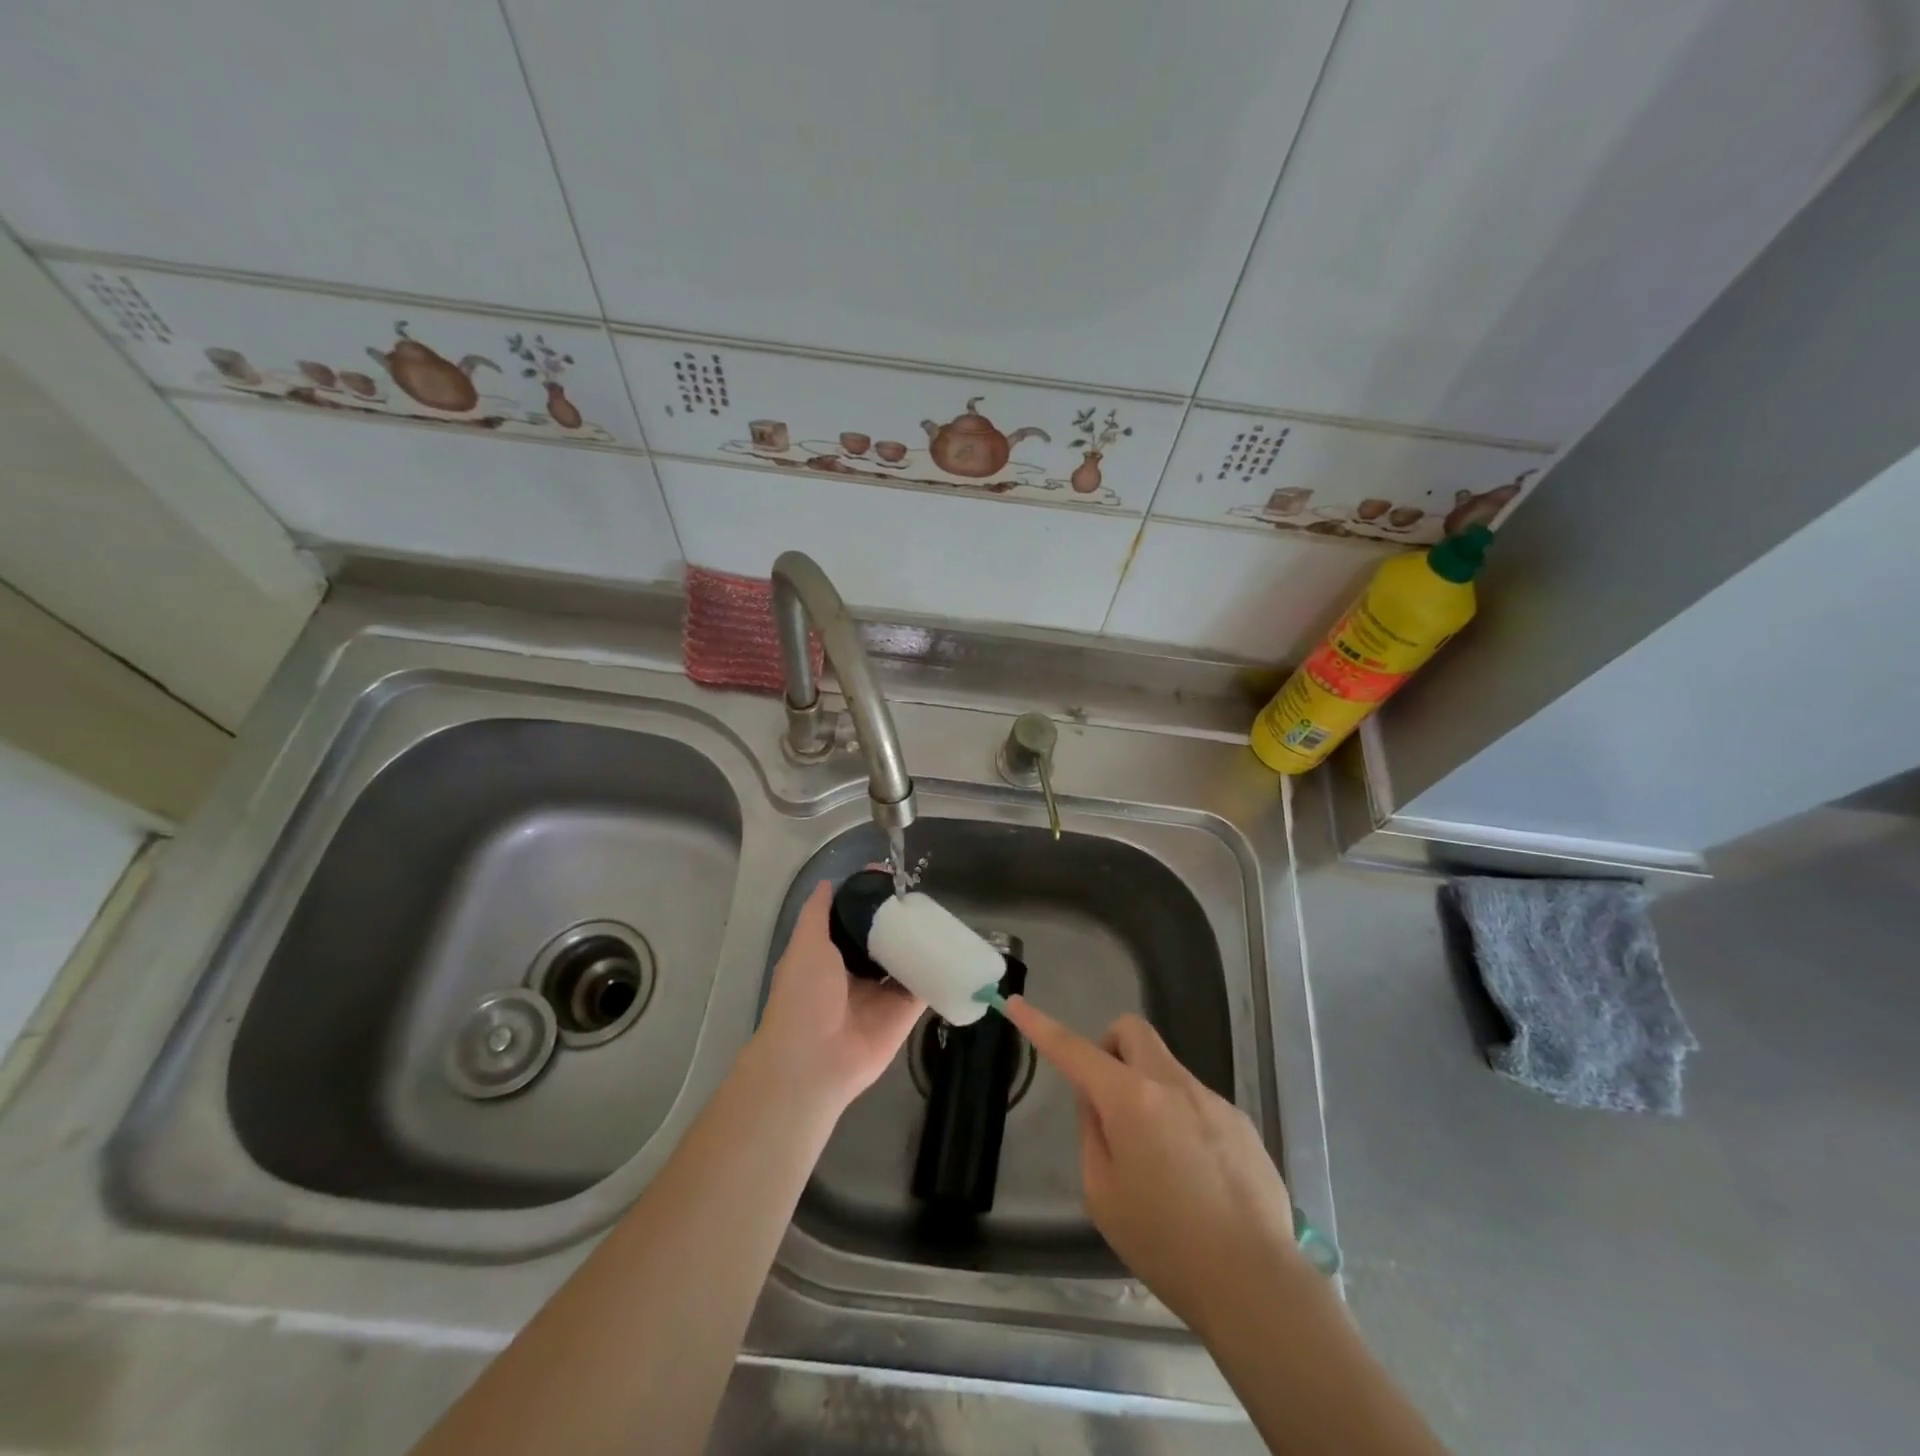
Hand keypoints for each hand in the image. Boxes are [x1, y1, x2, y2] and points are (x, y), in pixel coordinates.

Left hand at [754, 881, 922, 1112]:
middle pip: (884, 938)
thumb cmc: (804, 996)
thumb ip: (817, 914)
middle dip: (900, 919)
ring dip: (921, 941)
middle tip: (924, 893)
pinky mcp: (905, 1012)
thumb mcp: (805, 945)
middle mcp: (857, 972)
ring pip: (906, 959)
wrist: (815, 1060)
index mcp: (830, 956)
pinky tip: (954, 946)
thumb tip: (827, 882)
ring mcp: (883, 993)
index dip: (870, 900)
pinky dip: (939, 969)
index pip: (854, 921)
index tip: (891, 876)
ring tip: (943, 912)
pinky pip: (925, 985)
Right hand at [1004, 996, 1306, 1331]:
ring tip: (1159, 1163)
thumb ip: (1093, 1134)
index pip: (1073, 1050)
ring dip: (1147, 1093)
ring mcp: (1211, 1099)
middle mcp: (1171, 1084)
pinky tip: (1196, 1179)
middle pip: (1132, 1030)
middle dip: (1109, 1048)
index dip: (1040, 1025)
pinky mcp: (1241, 1121)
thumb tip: (1098, 1103)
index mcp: (1130, 1099)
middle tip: (1107, 1100)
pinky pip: (1196, 1102)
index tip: (1016, 1003)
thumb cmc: (1165, 1244)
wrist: (1256, 1283)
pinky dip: (1181, 1120)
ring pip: (1165, 1069)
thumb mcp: (1103, 1195)